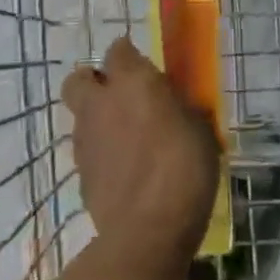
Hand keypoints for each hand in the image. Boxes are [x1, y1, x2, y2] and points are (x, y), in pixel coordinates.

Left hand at [64, 37, 220, 255]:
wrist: (149, 230)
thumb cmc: (184, 166)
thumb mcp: (200, 128)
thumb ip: (181, 109)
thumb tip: (177, 106)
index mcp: (132, 81)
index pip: (119, 50)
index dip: (129, 55)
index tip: (144, 66)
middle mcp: (101, 103)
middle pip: (80, 79)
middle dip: (94, 82)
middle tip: (120, 96)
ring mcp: (86, 140)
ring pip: (81, 117)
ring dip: (98, 120)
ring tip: (128, 139)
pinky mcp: (81, 175)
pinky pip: (88, 152)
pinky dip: (101, 154)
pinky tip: (124, 171)